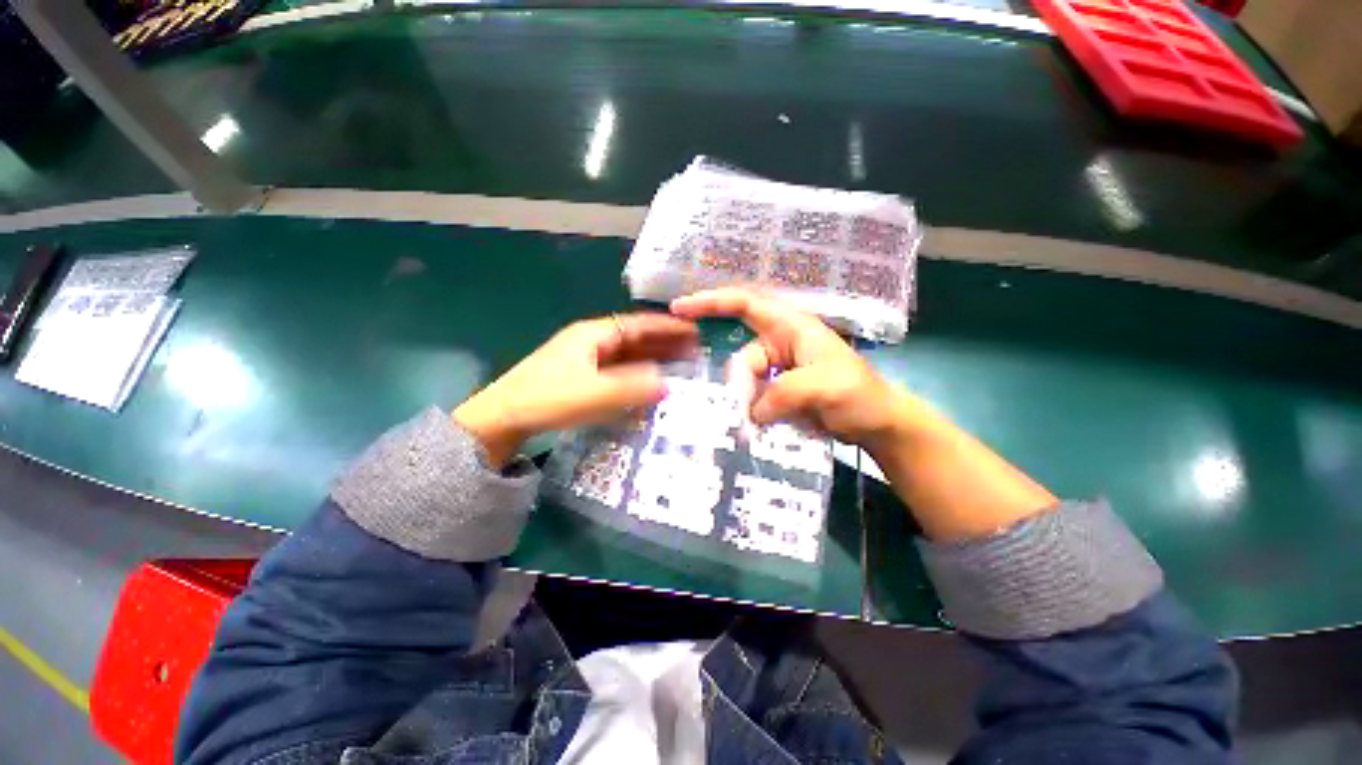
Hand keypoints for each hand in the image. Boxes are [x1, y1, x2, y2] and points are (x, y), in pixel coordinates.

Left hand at [453, 313, 698, 466]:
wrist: (501, 418)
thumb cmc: (547, 399)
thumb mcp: (594, 394)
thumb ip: (633, 388)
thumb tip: (667, 384)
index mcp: (594, 335)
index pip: (639, 324)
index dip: (667, 327)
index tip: (694, 331)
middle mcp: (591, 341)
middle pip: (635, 337)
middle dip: (664, 342)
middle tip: (693, 350)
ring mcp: (585, 359)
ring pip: (627, 354)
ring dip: (652, 358)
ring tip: (679, 366)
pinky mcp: (581, 376)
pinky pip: (617, 370)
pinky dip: (636, 373)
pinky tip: (648, 384)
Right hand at [670, 288, 930, 448]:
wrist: (878, 424)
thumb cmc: (860, 395)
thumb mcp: (827, 387)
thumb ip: (784, 392)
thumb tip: (752, 411)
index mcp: (791, 327)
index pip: (746, 304)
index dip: (711, 302)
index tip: (679, 308)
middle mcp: (780, 343)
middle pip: (743, 359)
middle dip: (741, 385)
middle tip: (748, 414)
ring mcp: (778, 369)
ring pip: (747, 383)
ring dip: (749, 405)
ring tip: (762, 426)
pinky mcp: (778, 391)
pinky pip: (754, 397)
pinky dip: (753, 412)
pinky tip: (760, 426)